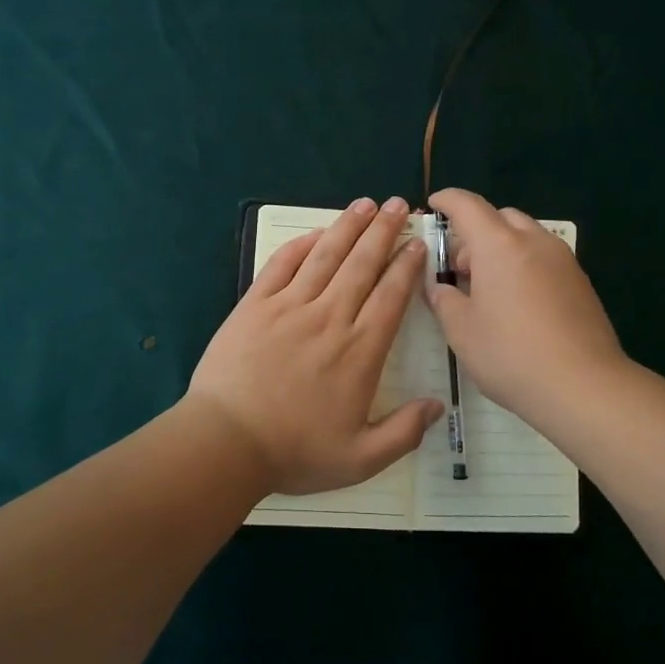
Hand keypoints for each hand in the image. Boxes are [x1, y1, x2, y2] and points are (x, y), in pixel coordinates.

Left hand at [188, 197, 444, 494]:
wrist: (226, 443)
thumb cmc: (294, 452)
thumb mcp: (361, 459)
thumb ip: (404, 432)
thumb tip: (439, 405)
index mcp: (359, 351)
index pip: (391, 296)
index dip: (406, 266)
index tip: (416, 244)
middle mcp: (330, 318)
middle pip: (362, 264)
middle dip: (383, 231)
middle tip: (397, 205)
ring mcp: (289, 307)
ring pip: (325, 256)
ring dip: (348, 227)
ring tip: (365, 204)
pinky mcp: (255, 305)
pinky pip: (282, 265)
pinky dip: (301, 245)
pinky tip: (316, 232)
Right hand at [424, 187, 627, 425]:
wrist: (584, 386)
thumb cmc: (511, 354)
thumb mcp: (462, 331)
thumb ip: (444, 301)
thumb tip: (439, 288)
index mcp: (499, 245)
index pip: (467, 205)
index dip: (447, 200)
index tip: (434, 205)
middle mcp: (533, 241)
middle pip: (500, 217)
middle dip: (475, 232)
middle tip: (459, 267)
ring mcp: (563, 260)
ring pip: (525, 236)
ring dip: (502, 249)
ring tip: (488, 289)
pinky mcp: (580, 282)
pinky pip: (544, 258)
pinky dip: (524, 265)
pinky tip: (517, 303)